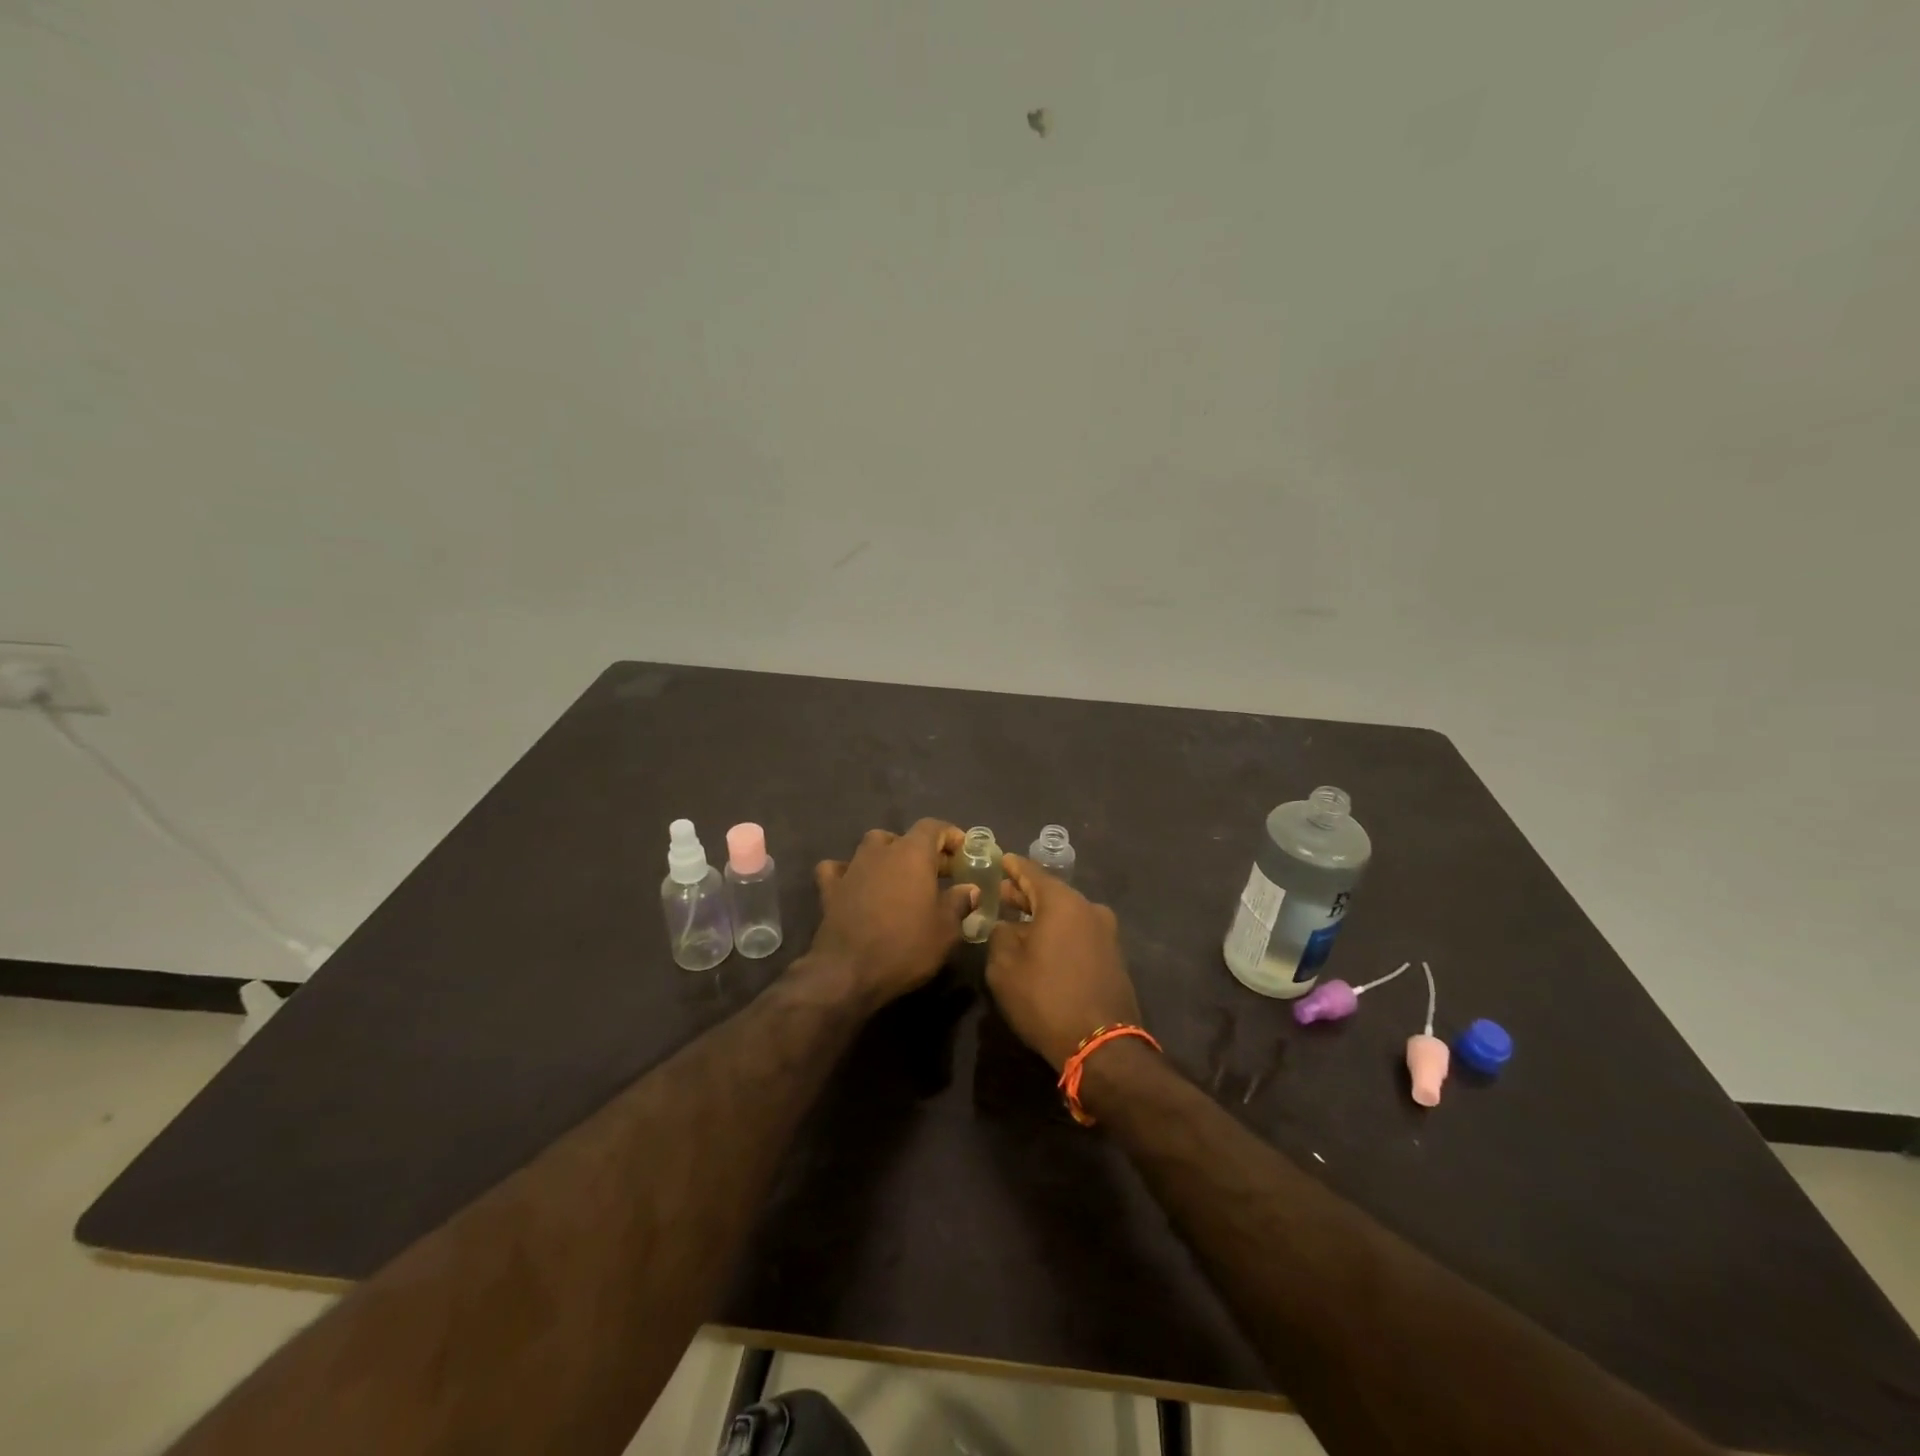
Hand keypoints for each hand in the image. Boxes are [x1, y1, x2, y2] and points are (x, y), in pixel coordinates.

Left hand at [809, 820, 977, 1008]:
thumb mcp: (946, 930)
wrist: (849, 972)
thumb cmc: (906, 946)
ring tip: (901, 879)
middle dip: (925, 852)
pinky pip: (839, 869)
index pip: (933, 827)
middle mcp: (881, 851)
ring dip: (888, 857)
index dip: (950, 836)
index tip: (963, 852)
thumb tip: (970, 889)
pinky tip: (855, 885)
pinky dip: (849, 872)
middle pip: (905, 838)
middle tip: (941, 875)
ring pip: (872, 848)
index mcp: (912, 853)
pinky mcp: (830, 888)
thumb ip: (960, 902)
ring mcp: (852, 867)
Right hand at [986, 855, 1141, 1071]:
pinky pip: (1079, 933)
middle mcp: (1089, 908)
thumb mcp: (1005, 966)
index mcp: (1063, 902)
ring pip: (1067, 914)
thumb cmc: (1046, 998)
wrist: (1102, 1045)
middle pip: (1051, 892)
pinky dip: (1059, 932)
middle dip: (1025, 893)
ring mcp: (1106, 933)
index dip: (1011, 867)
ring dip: (1043, 915)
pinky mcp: (1114, 956)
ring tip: (1018, 922)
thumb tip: (1006, 926)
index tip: (998, 859)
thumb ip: (1000, 935)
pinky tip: (1043, 944)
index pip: (1031, 872)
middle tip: (1002, 893)